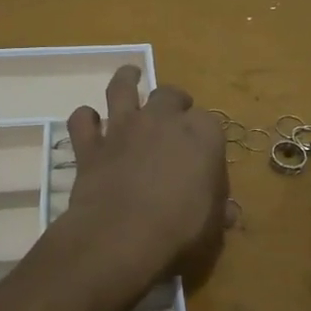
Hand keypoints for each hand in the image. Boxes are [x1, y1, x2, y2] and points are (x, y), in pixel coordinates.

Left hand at [65, 67, 227, 285]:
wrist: (121, 235)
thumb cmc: (179, 229)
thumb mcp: (211, 226)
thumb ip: (218, 212)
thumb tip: (228, 213)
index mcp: (201, 134)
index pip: (210, 123)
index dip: (206, 137)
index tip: (205, 153)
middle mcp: (162, 120)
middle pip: (169, 95)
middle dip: (174, 100)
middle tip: (174, 111)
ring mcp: (123, 128)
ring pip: (122, 88)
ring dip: (126, 79)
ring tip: (130, 75)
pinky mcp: (91, 145)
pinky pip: (82, 121)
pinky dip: (85, 119)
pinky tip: (88, 122)